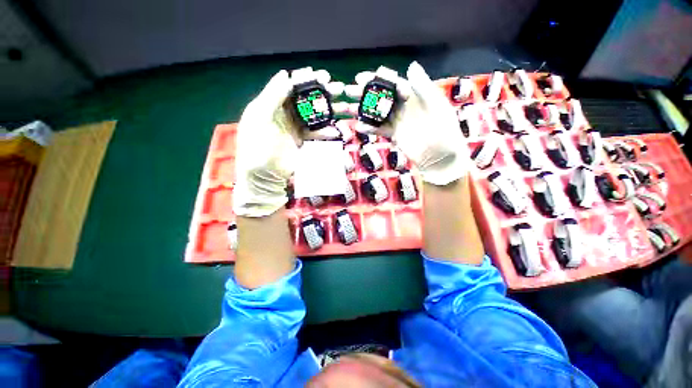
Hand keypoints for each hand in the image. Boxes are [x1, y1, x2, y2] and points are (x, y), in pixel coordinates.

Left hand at [233, 68, 344, 217]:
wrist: (264, 175)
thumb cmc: (257, 146)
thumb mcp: (259, 118)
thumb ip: (271, 96)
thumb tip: (285, 74)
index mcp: (273, 105)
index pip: (292, 87)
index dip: (306, 80)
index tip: (322, 76)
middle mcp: (286, 114)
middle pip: (307, 100)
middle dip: (323, 93)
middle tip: (339, 89)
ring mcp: (297, 128)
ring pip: (316, 115)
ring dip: (330, 111)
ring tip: (345, 107)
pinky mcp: (305, 142)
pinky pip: (318, 134)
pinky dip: (327, 132)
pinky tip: (336, 131)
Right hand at [348, 62, 467, 185]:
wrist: (441, 157)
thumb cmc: (444, 131)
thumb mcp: (437, 106)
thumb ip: (424, 87)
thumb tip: (411, 65)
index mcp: (414, 96)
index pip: (393, 83)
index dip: (378, 79)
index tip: (362, 76)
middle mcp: (403, 106)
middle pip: (382, 97)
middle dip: (365, 93)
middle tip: (349, 90)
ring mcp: (397, 121)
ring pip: (377, 113)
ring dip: (363, 110)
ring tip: (348, 107)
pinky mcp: (393, 135)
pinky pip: (379, 130)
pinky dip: (369, 129)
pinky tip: (359, 127)